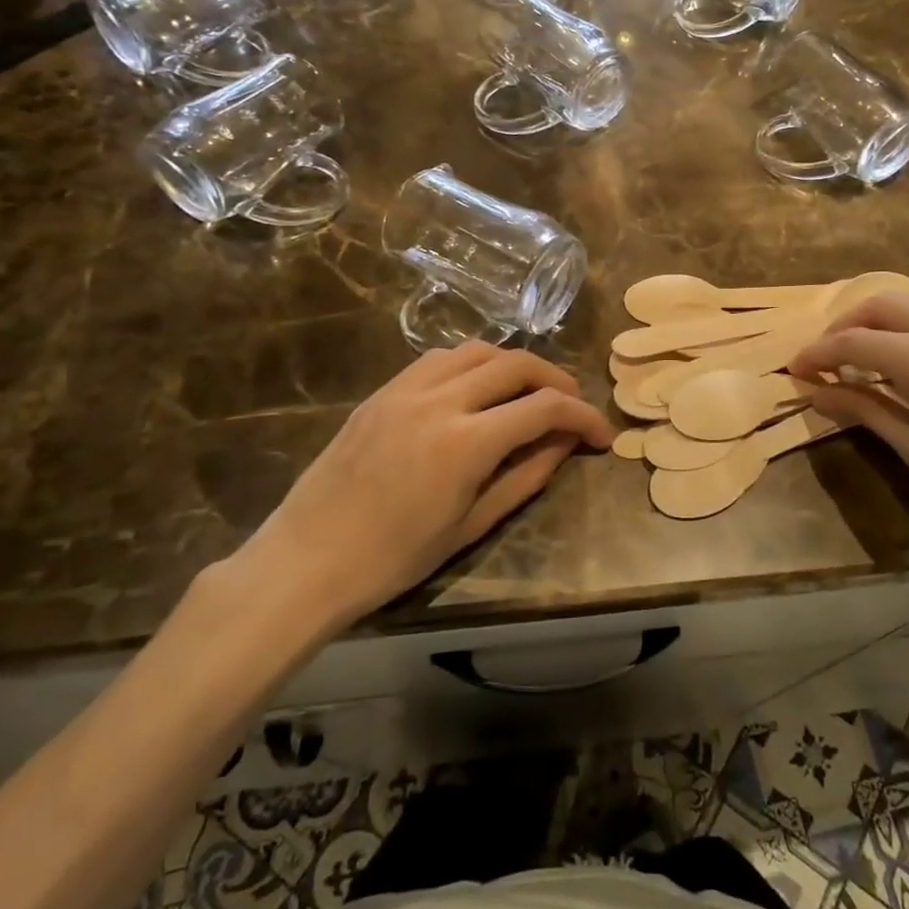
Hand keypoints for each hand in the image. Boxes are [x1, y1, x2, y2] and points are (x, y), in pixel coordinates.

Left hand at [232, 343, 613, 633]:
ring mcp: (406, 389)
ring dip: (514, 364)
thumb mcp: (471, 525)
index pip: (544, 408)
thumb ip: (525, 477)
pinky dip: (473, 363)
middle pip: (516, 363)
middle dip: (556, 380)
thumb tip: (564, 443)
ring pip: (478, 349)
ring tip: (529, 391)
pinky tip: (478, 388)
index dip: (583, 416)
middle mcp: (440, 400)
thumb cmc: (394, 558)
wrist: (307, 558)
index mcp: (466, 443)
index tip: (601, 435)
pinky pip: (440, 358)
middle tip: (572, 405)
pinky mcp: (384, 390)